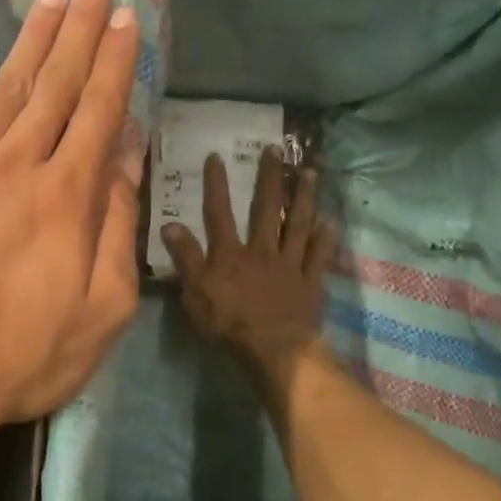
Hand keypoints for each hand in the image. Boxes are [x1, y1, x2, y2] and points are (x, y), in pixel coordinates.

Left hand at [0, 0, 143, 446]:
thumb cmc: (19, 356)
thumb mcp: (100, 310)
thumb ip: (116, 225)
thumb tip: (126, 155)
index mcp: (66, 195)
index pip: (99, 110)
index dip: (116, 61)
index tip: (128, 17)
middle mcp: (18, 165)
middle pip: (56, 84)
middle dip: (80, 28)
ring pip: (7, 88)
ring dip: (33, 38)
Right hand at [162, 147, 333, 386]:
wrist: (275, 350)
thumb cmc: (229, 324)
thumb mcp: (195, 293)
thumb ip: (185, 258)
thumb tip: (170, 224)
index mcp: (231, 253)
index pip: (219, 213)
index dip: (216, 185)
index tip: (217, 156)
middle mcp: (262, 250)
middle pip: (265, 209)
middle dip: (270, 178)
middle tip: (277, 150)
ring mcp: (290, 264)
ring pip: (297, 224)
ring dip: (304, 197)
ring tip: (310, 173)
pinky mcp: (310, 282)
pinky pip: (319, 255)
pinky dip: (325, 238)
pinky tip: (331, 221)